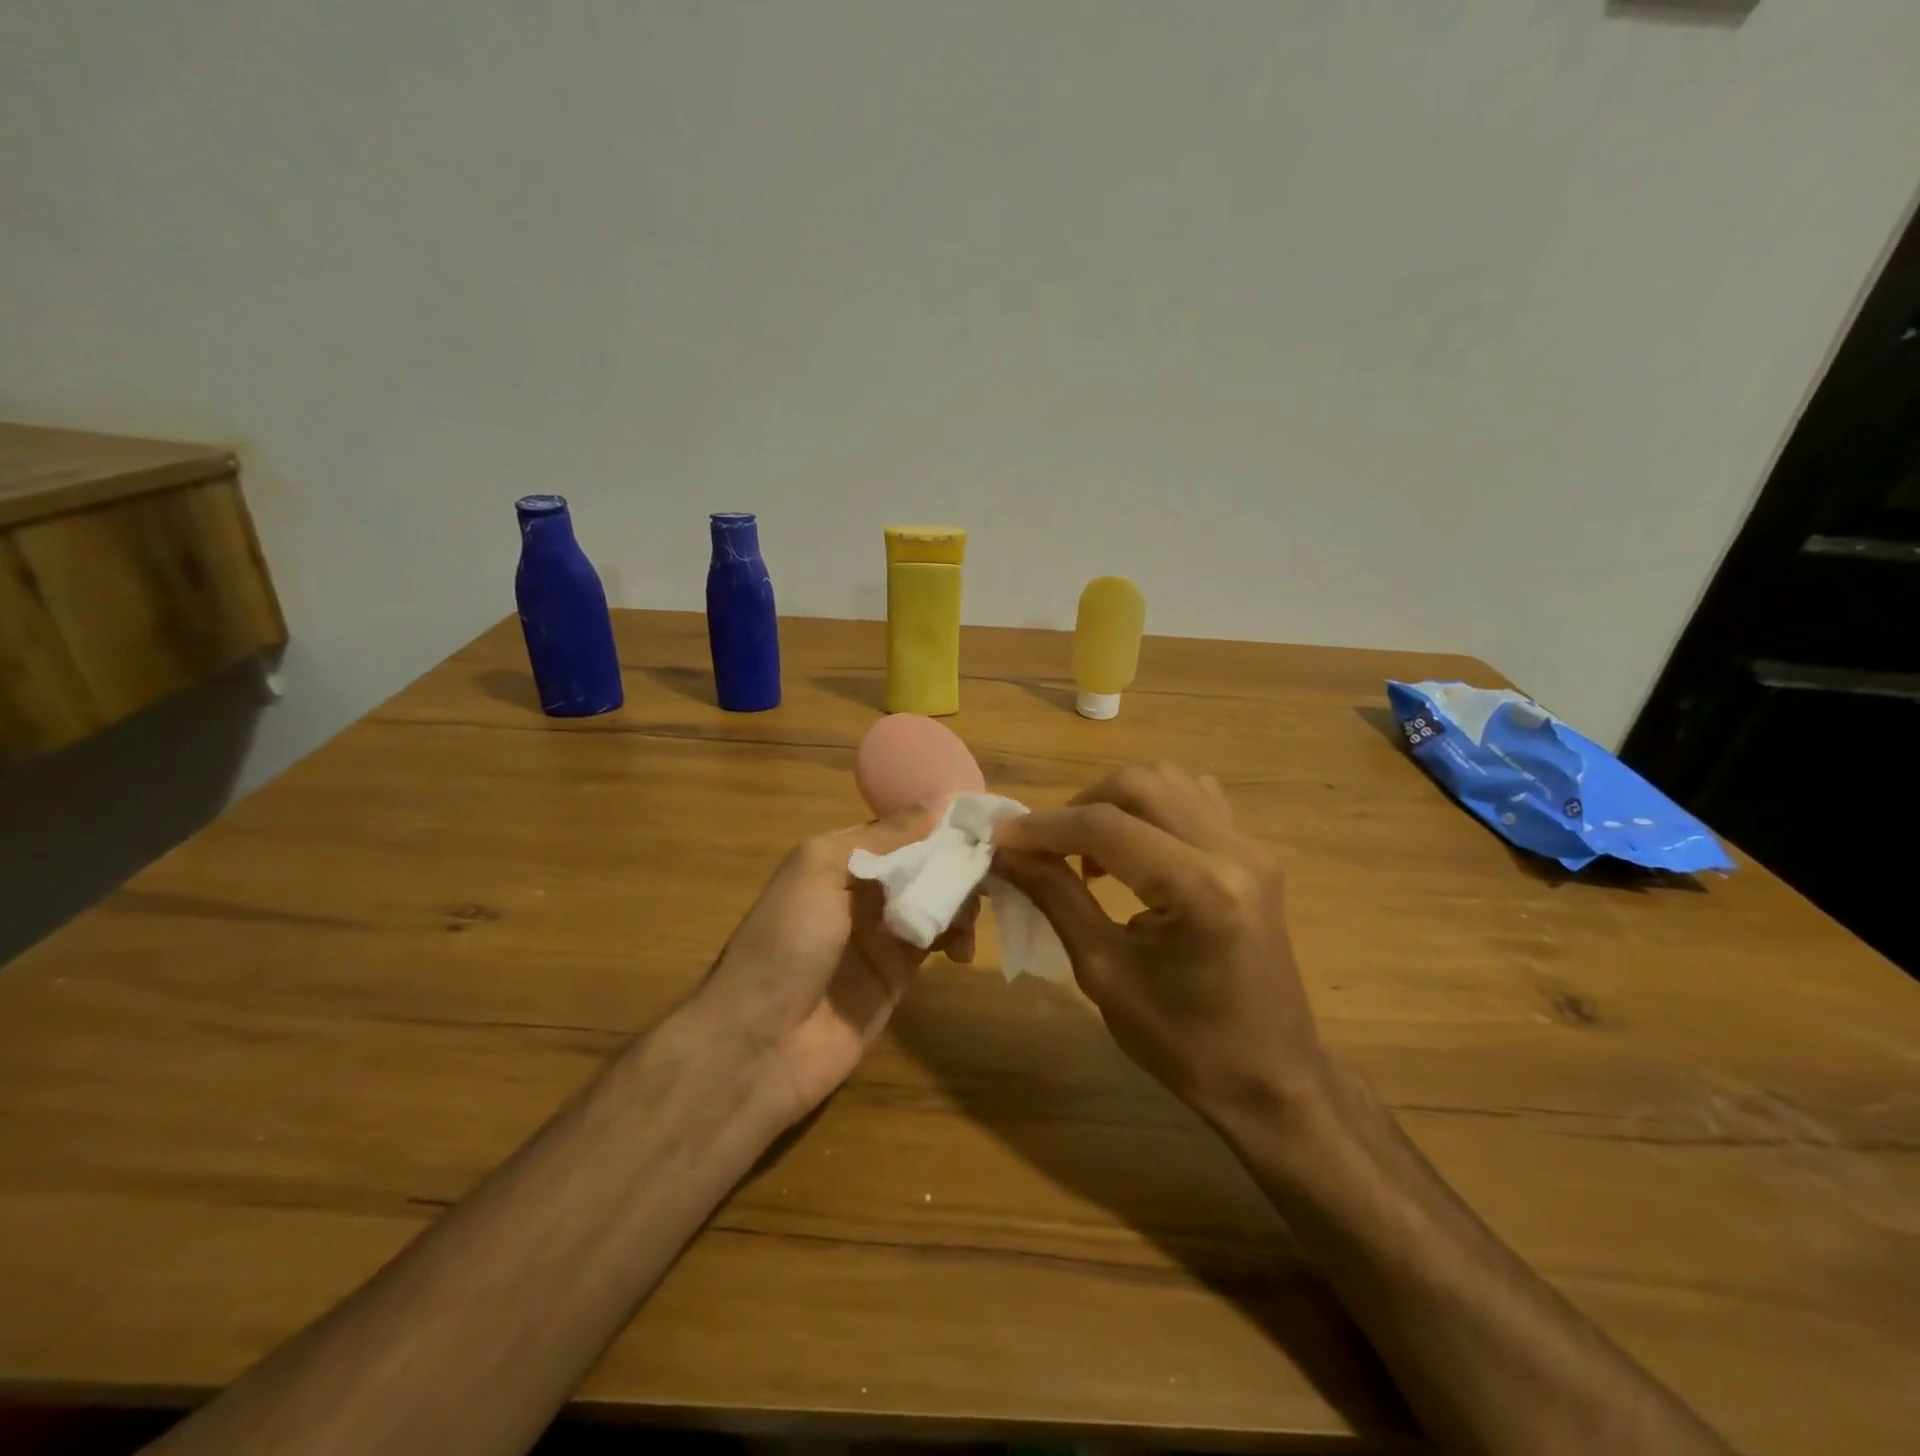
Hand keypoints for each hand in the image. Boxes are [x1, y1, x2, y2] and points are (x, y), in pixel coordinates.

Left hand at [693, 805, 975, 1126]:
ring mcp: (883, 932)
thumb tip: (943, 800)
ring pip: (937, 899)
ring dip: (962, 899)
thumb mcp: (823, 870)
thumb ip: (885, 837)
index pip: (903, 828)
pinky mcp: (900, 972)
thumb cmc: (786, 942)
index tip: (986, 818)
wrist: (758, 1044)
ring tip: (972, 916)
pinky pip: (938, 940)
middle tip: (992, 870)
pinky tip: (962, 949)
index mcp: (841, 856)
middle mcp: (864, 888)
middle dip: (957, 862)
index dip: (941, 822)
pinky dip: (958, 936)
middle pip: (925, 862)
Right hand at [992, 761, 1328, 1126]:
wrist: (1272, 1079)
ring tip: (1093, 852)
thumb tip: (1007, 852)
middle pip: (1138, 784)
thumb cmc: (1184, 1043)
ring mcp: (1252, 847)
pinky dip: (1153, 809)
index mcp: (1199, 888)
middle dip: (1079, 806)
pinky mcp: (1257, 854)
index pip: (1105, 826)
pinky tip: (1138, 850)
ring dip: (1117, 803)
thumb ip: (1055, 897)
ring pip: (1168, 781)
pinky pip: (1196, 799)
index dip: (1043, 827)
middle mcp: (1233, 850)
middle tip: (1047, 848)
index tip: (999, 836)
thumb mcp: (1104, 972)